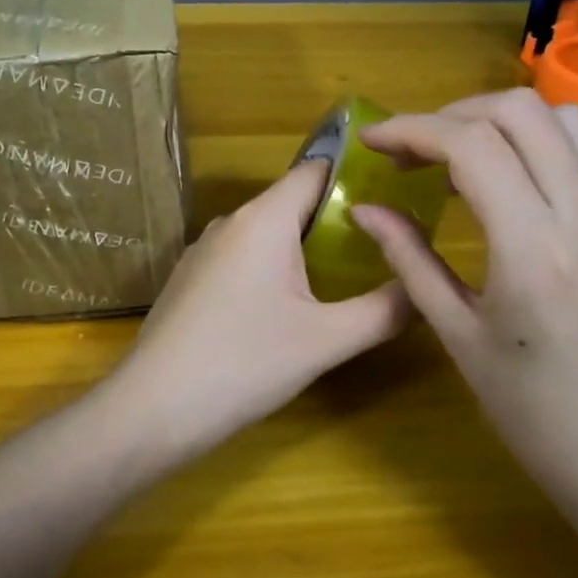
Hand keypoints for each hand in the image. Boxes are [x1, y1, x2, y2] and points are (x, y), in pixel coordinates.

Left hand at [123, 162, 410, 451]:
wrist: (152, 408)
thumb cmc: (244, 364)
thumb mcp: (325, 340)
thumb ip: (384, 310)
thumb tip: (425, 287)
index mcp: (263, 219)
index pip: (316, 168)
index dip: (357, 175)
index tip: (395, 194)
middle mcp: (230, 222)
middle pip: (292, 201)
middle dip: (337, 218)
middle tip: (382, 246)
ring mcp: (203, 251)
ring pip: (266, 233)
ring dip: (305, 247)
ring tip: (344, 277)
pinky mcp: (190, 280)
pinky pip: (242, 258)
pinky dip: (273, 268)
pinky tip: (287, 308)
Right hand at [351, 90, 577, 514]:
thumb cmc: (533, 411)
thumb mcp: (457, 334)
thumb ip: (409, 258)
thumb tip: (365, 209)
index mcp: (532, 247)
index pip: (469, 145)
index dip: (411, 130)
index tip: (374, 142)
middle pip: (520, 111)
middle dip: (454, 114)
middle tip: (417, 151)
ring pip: (567, 118)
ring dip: (507, 121)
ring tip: (468, 157)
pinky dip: (551, 142)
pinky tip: (523, 177)